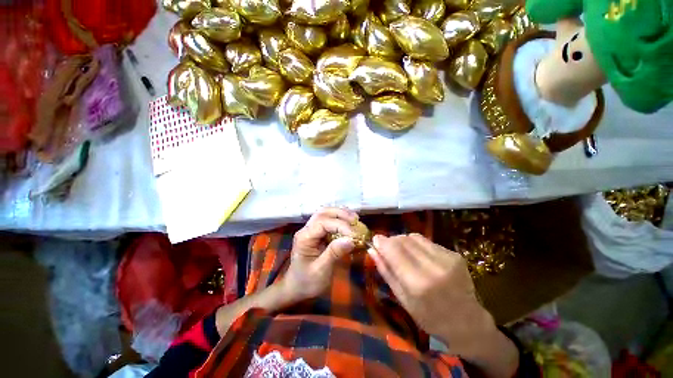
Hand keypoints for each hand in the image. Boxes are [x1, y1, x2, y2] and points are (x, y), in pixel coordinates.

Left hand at [281, 207, 358, 302]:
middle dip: (340, 214)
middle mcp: (306, 229)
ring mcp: (311, 230)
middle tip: (356, 220)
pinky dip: (339, 218)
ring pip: (325, 213)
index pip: (322, 223)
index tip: (354, 234)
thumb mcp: (321, 271)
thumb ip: (334, 253)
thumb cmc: (307, 282)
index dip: (340, 225)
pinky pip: (328, 220)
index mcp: (304, 237)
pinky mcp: (317, 233)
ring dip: (340, 213)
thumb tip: (351, 239)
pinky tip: (349, 222)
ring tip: (354, 219)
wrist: (296, 288)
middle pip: (323, 213)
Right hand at [368, 234, 485, 337]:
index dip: (381, 242)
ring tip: (403, 253)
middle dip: (391, 241)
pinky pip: (427, 241)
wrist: (467, 322)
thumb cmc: (429, 317)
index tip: (375, 240)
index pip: (393, 250)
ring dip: (404, 241)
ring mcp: (447, 259)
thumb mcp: (403, 299)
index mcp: (418, 283)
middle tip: (387, 249)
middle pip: (403, 240)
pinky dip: (417, 245)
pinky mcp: (454, 254)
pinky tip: (420, 257)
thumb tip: (372, 250)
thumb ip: (386, 272)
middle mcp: (433, 267)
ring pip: (414, 237)